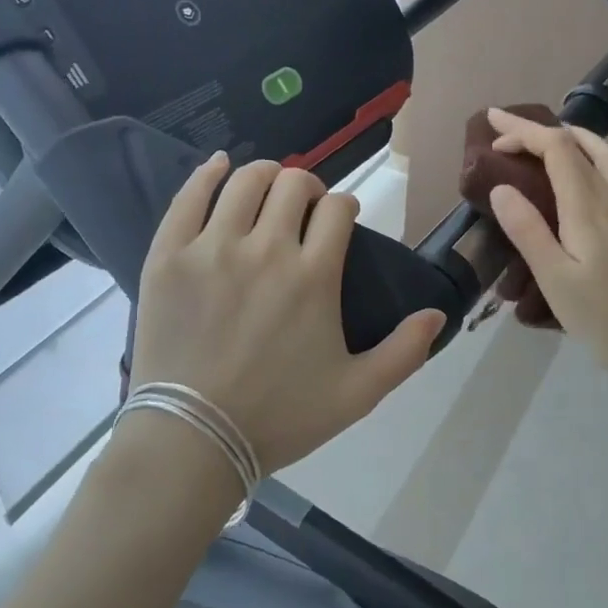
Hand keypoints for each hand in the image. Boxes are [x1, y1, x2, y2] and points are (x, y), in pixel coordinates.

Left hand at [129, 154, 444, 475]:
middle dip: (307, 187)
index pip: (338, 208)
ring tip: (265, 191)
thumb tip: (438, 313)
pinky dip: (207, 174)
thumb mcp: (357, 394)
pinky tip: (218, 166)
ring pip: (246, 181)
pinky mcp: (169, 255)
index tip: (339, 221)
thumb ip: (404, 352)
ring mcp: (213, 248)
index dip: (344, 207)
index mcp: (314, 275)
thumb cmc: (279, 418)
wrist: (193, 441)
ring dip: (265, 177)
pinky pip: (189, 196)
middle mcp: (267, 248)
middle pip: (294, 183)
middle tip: (302, 209)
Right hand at [484, 109, 607, 382]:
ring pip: (604, 154)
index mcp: (589, 206)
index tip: (492, 128)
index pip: (556, 147)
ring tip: (543, 142)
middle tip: (507, 130)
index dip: (523, 131)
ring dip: (571, 138)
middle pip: (579, 143)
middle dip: (540, 129)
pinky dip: (588, 157)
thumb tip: (501, 187)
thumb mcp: (556, 280)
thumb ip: (528, 231)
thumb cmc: (606, 318)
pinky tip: (578, 182)